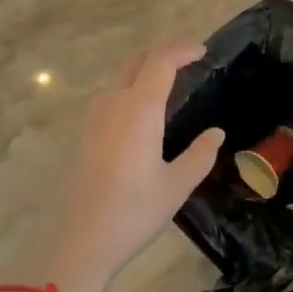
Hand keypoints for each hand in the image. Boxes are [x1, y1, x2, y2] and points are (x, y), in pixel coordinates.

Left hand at [42, 41, 224, 291]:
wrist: (76, 242)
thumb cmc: (131, 213)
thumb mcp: (176, 186)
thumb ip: (200, 155)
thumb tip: (216, 133)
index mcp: (139, 109)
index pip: (161, 60)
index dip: (182, 49)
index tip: (203, 50)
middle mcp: (113, 103)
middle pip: (137, 60)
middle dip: (163, 53)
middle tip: (189, 60)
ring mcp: (93, 117)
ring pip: (120, 76)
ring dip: (145, 69)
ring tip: (169, 82)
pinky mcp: (83, 133)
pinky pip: (110, 95)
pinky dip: (131, 87)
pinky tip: (143, 112)